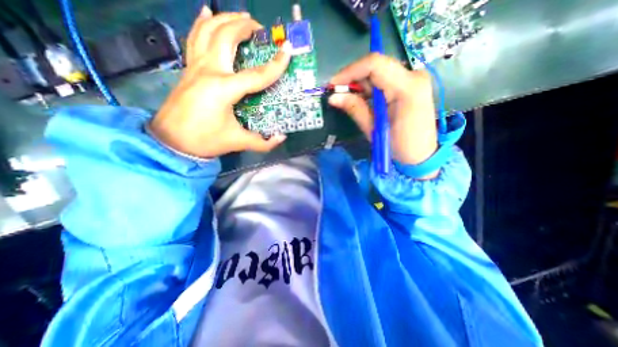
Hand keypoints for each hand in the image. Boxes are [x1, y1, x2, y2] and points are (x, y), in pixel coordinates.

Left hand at [150, 7, 292, 156]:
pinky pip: (194, 38)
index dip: (275, 65)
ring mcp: (195, 67)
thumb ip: (262, 142)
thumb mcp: (237, 142)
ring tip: (241, 17)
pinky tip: (207, 14)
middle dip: (245, 27)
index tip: (287, 51)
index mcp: (223, 89)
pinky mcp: (188, 69)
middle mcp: (209, 71)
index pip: (256, 74)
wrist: (171, 141)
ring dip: (225, 19)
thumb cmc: (205, 140)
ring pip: (208, 31)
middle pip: (226, 37)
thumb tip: (281, 138)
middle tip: (261, 30)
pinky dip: (202, 23)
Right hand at [328, 55, 438, 175]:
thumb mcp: (373, 129)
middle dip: (353, 78)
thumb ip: (355, 108)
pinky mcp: (410, 86)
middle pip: (376, 66)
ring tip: (346, 98)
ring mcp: (413, 79)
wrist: (421, 155)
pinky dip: (369, 88)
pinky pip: (385, 80)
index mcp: (407, 88)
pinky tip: (360, 99)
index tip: (333, 85)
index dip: (350, 72)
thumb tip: (333, 97)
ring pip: (379, 72)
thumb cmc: (399, 147)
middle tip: (337, 93)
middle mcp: (413, 76)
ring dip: (360, 84)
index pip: (375, 65)